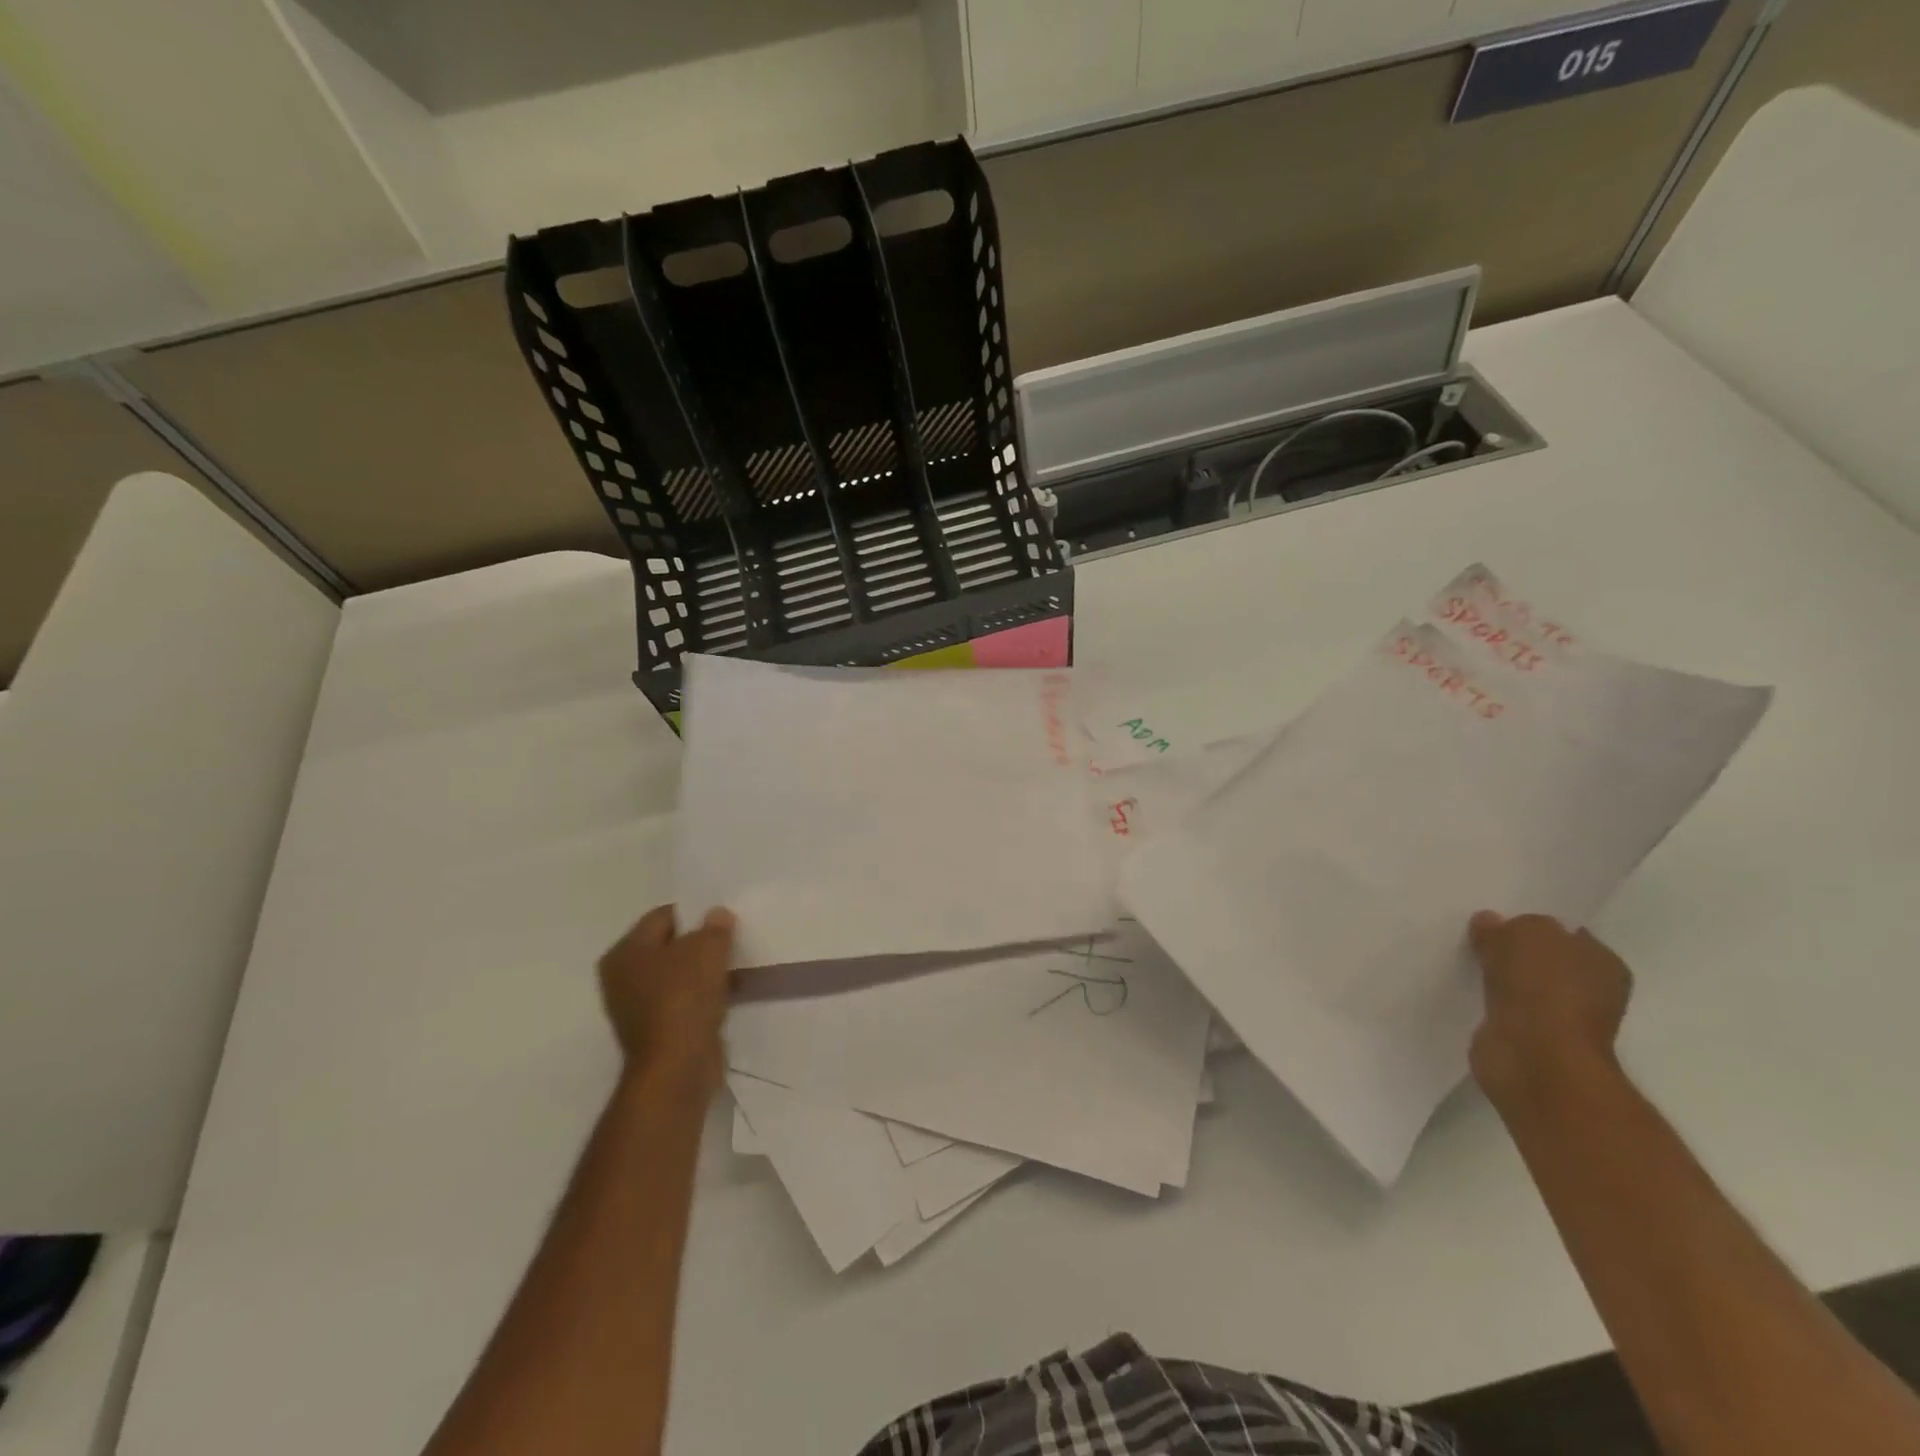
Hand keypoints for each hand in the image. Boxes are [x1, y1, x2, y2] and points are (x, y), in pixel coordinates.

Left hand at [597, 905, 736, 1092]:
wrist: (677, 1068)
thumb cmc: (684, 998)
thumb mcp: (707, 950)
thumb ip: (714, 927)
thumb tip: (717, 914)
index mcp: (625, 952)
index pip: (663, 916)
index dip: (695, 912)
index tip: (724, 917)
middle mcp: (623, 977)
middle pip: (670, 946)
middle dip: (701, 942)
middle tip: (732, 938)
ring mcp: (638, 1007)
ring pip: (679, 975)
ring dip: (705, 970)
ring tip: (736, 964)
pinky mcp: (657, 1030)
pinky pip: (684, 1000)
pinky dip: (704, 995)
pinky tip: (729, 991)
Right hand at [1468, 911, 1632, 1113]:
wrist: (1534, 1057)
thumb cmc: (1543, 989)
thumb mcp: (1524, 934)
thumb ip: (1508, 926)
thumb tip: (1490, 923)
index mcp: (1603, 963)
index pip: (1567, 934)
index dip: (1534, 926)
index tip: (1501, 920)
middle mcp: (1591, 991)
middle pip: (1544, 961)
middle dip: (1515, 952)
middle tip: (1479, 937)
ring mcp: (1560, 1019)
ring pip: (1523, 985)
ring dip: (1501, 978)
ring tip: (1468, 961)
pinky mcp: (1529, 1040)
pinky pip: (1506, 1008)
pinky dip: (1491, 1002)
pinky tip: (1470, 990)